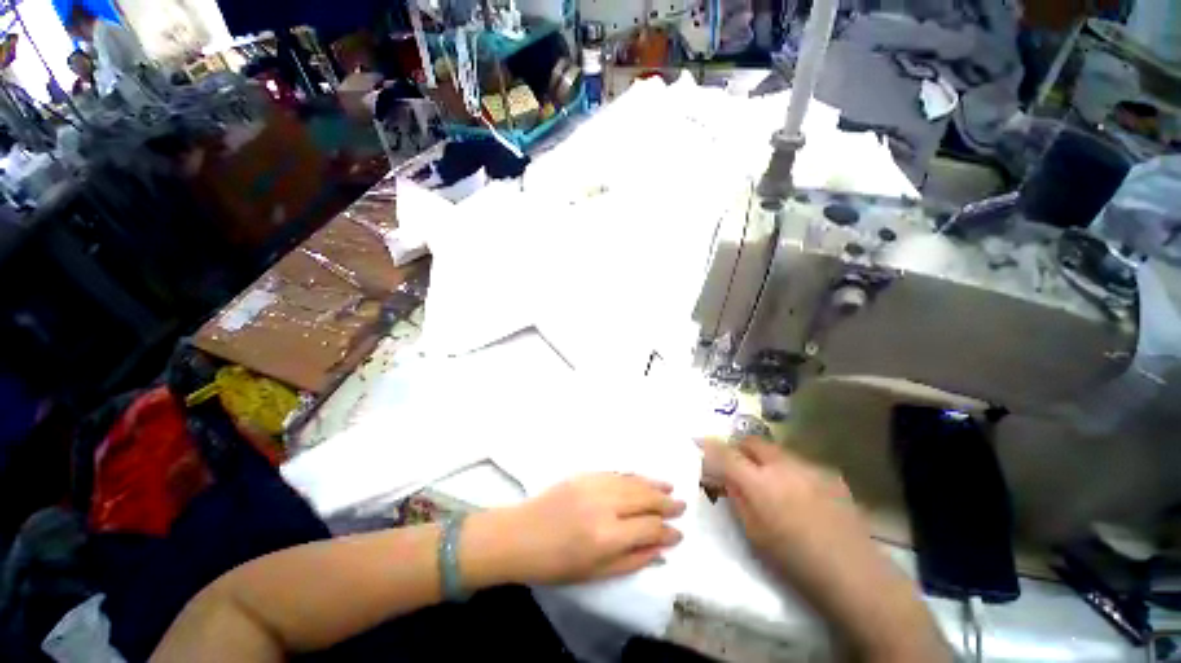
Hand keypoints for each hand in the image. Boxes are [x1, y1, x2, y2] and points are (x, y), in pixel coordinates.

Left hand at [494, 473, 684, 585]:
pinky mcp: (585, 474)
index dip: (667, 531)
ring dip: (653, 485)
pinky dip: (633, 475)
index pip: (649, 528)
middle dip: (666, 504)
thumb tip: (661, 549)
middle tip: (682, 506)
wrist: (521, 535)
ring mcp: (594, 485)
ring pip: (633, 482)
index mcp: (608, 536)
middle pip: (645, 499)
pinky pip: (616, 472)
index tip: (679, 534)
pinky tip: (643, 478)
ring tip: (669, 488)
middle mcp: (605, 505)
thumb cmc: (556, 564)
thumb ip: (632, 560)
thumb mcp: (596, 573)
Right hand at [702, 438, 949, 661]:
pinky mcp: (829, 473)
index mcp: (760, 484)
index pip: (725, 454)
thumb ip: (736, 497)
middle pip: (752, 441)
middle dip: (739, 448)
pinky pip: (798, 462)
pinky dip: (788, 469)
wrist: (855, 574)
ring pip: (776, 450)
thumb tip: (723, 476)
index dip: (708, 445)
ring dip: (764, 458)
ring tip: (769, 482)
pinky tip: (798, 493)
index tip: (697, 440)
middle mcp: (783, 466)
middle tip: (736, 465)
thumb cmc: (795, 561)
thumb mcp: (754, 533)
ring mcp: (809, 467)